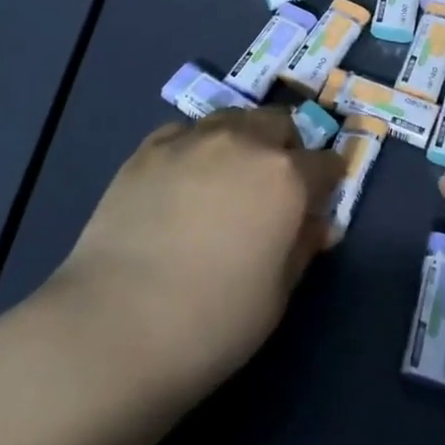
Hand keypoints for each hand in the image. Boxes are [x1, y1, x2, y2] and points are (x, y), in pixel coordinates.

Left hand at [45, 108, 343, 400]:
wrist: (116, 325)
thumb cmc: (213, 322)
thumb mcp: (277, 294)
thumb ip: (302, 246)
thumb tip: (316, 223)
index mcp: (286, 177)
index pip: (325, 162)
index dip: (329, 179)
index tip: (322, 196)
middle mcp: (245, 142)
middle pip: (279, 123)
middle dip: (286, 146)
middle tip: (274, 182)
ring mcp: (194, 139)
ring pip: (233, 119)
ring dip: (243, 138)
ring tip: (228, 174)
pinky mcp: (150, 148)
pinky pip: (187, 132)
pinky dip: (197, 147)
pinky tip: (183, 178)